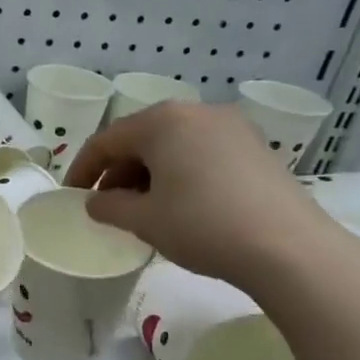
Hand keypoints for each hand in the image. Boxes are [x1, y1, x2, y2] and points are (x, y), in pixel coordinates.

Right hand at [63, 102, 343, 291]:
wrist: (288, 248)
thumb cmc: (202, 225)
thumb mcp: (144, 220)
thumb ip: (109, 207)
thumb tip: (96, 202)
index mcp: (163, 121)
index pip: (107, 141)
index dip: (82, 169)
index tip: (71, 197)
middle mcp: (197, 112)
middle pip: (141, 138)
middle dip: (117, 172)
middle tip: (105, 206)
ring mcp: (232, 127)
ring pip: (173, 145)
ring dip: (148, 174)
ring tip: (141, 209)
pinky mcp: (255, 147)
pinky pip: (201, 153)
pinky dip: (179, 174)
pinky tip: (179, 205)